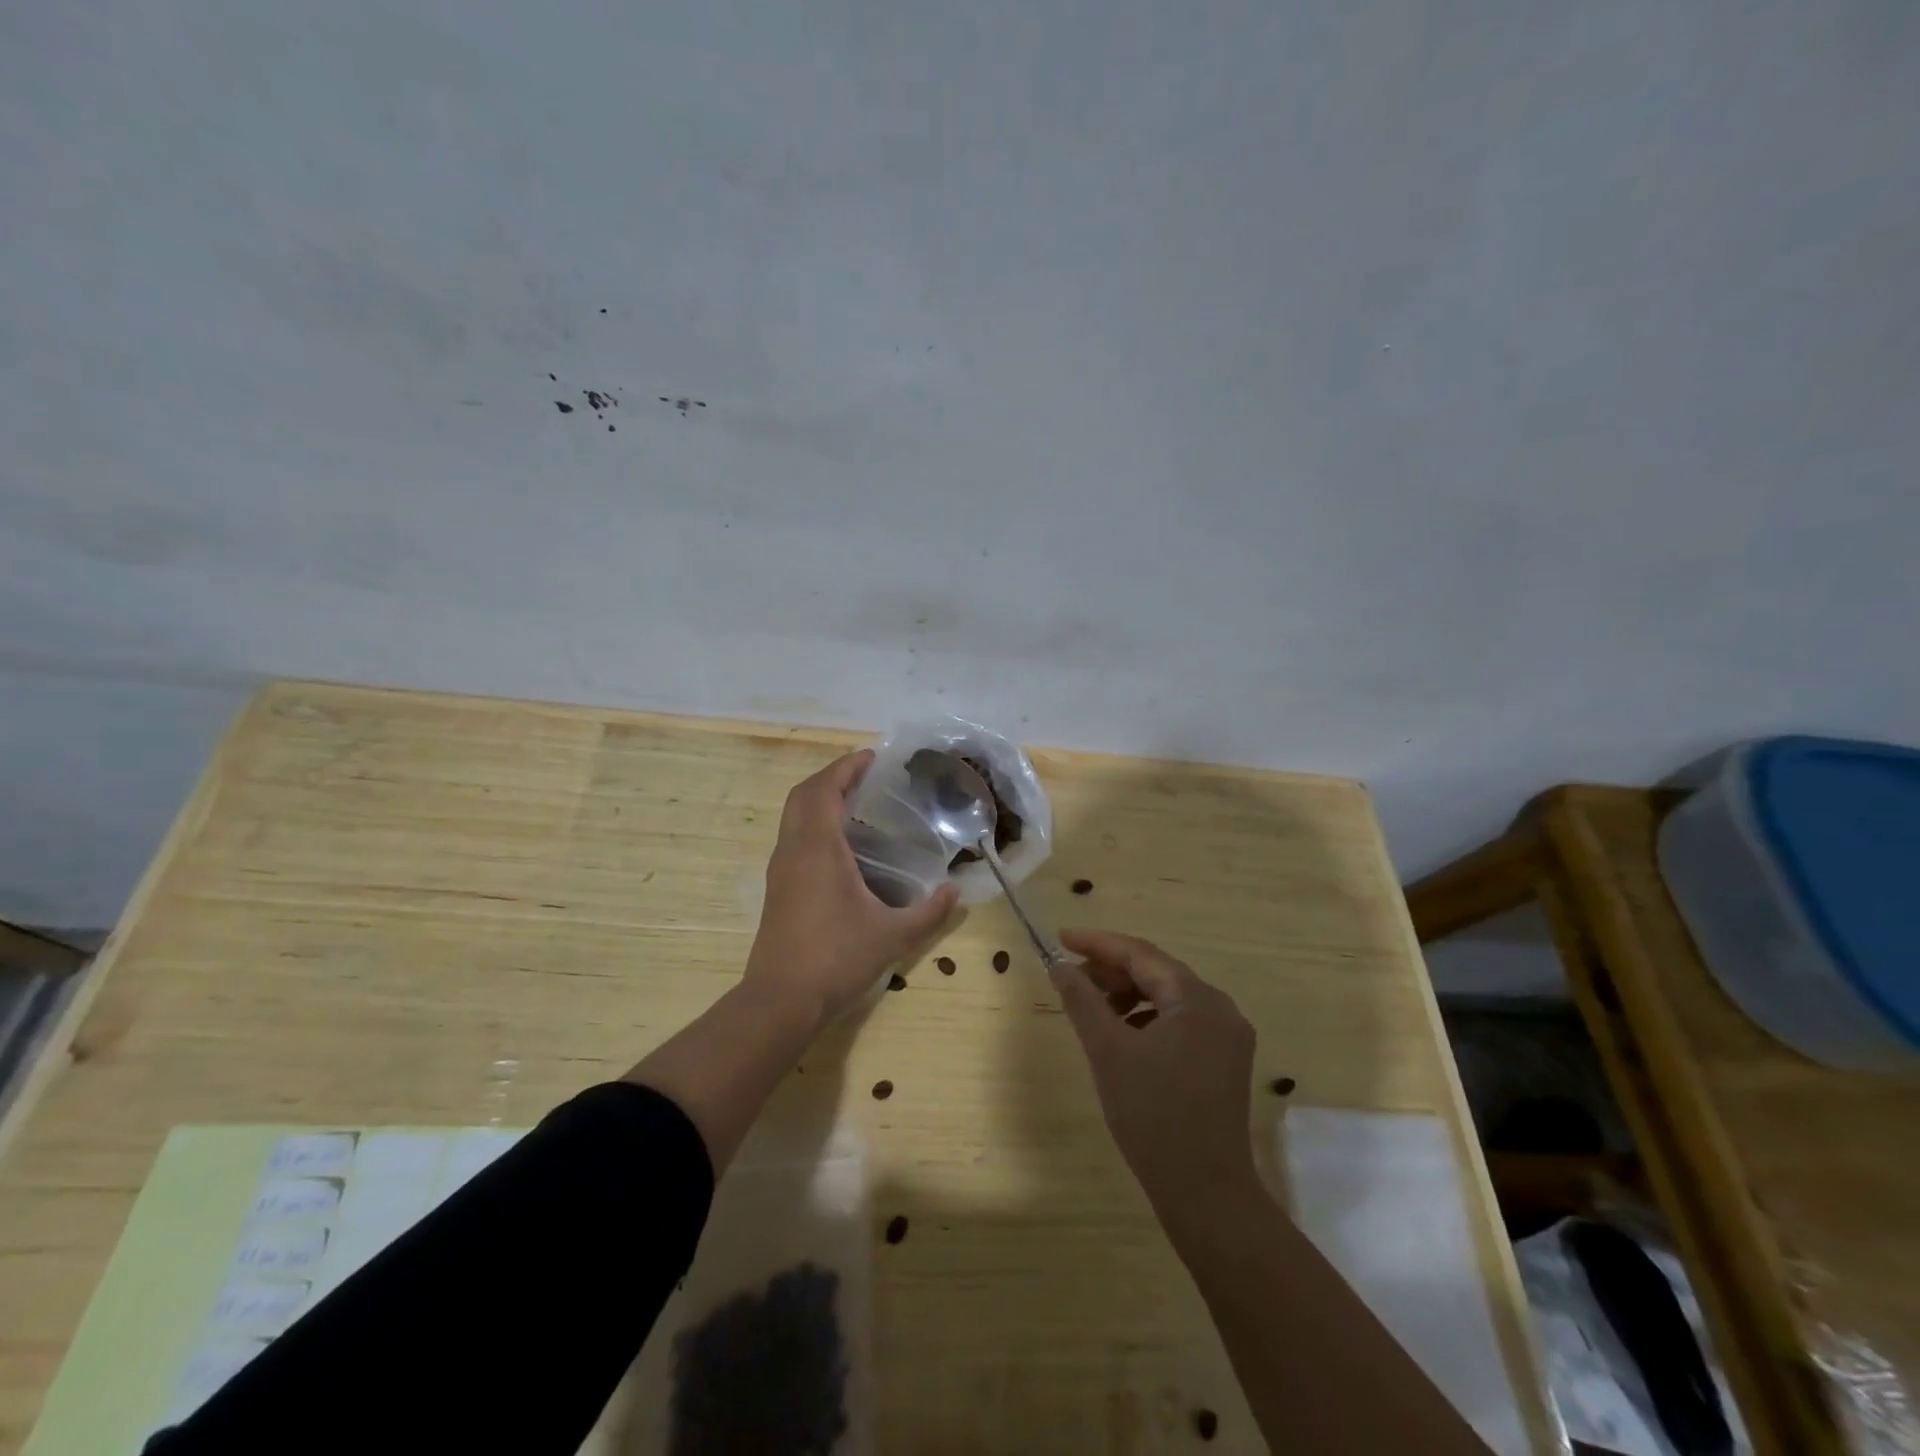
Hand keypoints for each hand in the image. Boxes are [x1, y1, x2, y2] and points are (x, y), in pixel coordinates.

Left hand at [744, 750, 958, 1030]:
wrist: (780, 1000)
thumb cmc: (836, 958)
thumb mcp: (892, 936)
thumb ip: (929, 912)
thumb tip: (955, 892)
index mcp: (818, 848)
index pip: (825, 789)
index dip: (846, 767)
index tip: (872, 757)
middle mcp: (793, 850)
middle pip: (803, 795)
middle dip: (831, 776)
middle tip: (865, 775)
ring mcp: (780, 870)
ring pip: (793, 816)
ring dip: (818, 799)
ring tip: (855, 802)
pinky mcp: (777, 888)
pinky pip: (792, 837)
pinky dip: (812, 822)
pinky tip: (840, 844)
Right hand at [1051, 929, 1258, 1214]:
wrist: (1206, 1193)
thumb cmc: (1152, 1117)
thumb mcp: (1107, 1052)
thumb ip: (1082, 1000)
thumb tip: (1060, 965)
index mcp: (1197, 1000)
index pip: (1140, 954)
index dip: (1097, 943)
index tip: (1061, 938)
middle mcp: (1220, 1008)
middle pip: (1157, 971)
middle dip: (1112, 971)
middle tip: (1071, 978)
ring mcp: (1228, 1035)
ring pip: (1168, 996)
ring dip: (1129, 994)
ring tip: (1094, 1009)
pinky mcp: (1225, 1059)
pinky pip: (1180, 1020)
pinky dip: (1148, 1018)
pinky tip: (1124, 1035)